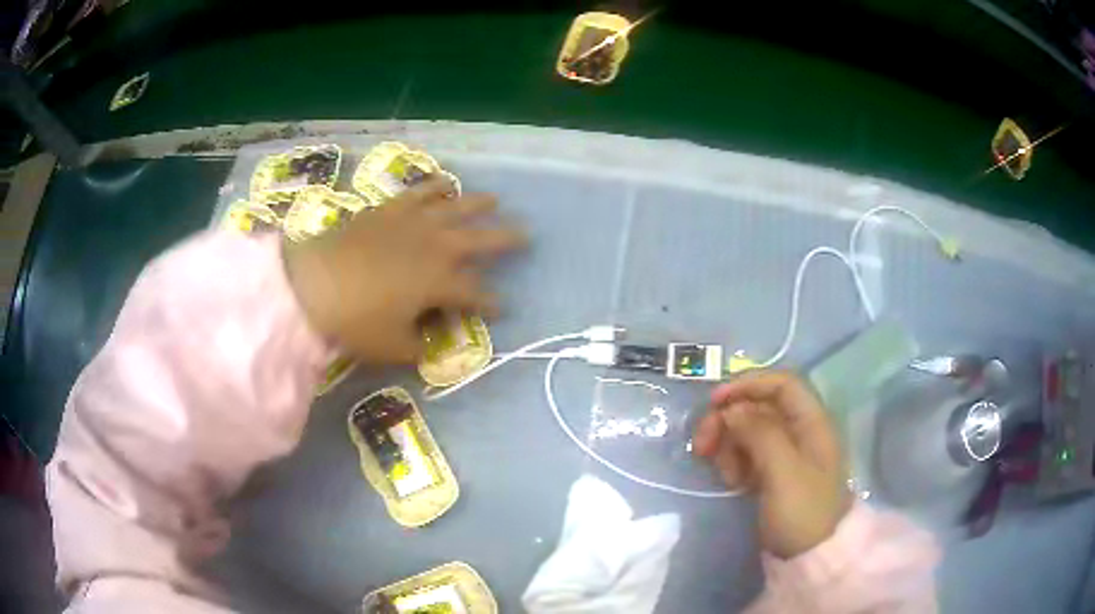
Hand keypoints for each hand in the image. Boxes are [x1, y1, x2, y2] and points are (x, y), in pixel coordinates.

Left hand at [284, 177, 525, 363]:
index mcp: (440, 283)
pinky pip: (419, 192)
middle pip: (479, 240)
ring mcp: (413, 223)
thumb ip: (417, 347)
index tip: (501, 309)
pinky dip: (435, 186)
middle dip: (505, 239)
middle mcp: (435, 247)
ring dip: (478, 204)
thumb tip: (429, 345)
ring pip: (455, 208)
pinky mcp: (390, 209)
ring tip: (495, 200)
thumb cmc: (356, 321)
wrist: (313, 283)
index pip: (476, 294)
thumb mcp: (391, 346)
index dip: (491, 303)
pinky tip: (446, 182)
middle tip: (527, 236)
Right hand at [692, 370, 850, 558]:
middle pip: (759, 407)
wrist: (810, 556)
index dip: (748, 384)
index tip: (714, 402)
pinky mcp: (773, 473)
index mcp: (812, 422)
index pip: (782, 384)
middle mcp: (799, 432)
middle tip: (702, 445)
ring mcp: (786, 454)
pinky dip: (734, 462)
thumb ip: (760, 433)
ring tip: (724, 475)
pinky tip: (732, 482)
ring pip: (749, 431)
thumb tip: (731, 410)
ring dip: (728, 445)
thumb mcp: (783, 471)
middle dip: (728, 421)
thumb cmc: (802, 511)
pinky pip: (748, 454)